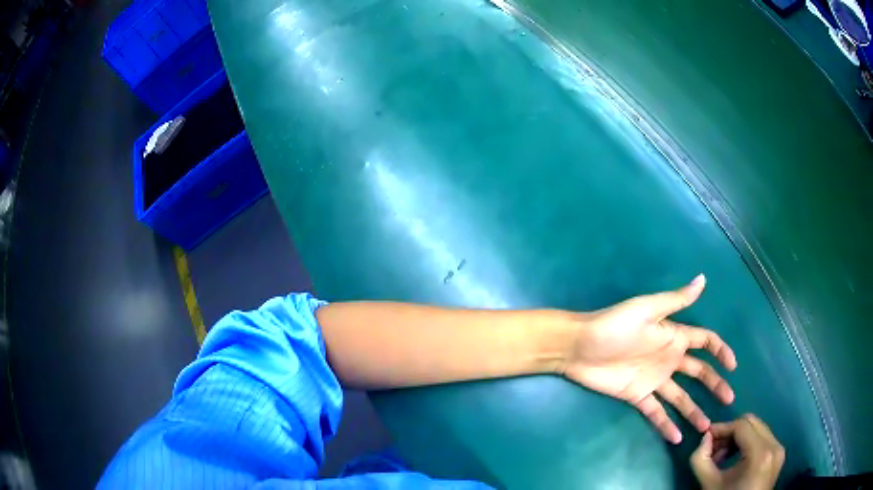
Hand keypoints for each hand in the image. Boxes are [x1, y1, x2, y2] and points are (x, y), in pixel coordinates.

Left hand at [562, 275, 736, 442]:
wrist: (579, 347)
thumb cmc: (614, 325)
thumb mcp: (648, 309)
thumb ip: (677, 300)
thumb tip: (703, 279)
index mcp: (673, 337)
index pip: (705, 342)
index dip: (720, 351)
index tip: (733, 365)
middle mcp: (668, 359)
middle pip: (698, 373)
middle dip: (714, 385)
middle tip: (729, 401)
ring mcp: (653, 380)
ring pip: (680, 398)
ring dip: (693, 411)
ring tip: (706, 427)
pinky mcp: (637, 396)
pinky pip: (656, 412)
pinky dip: (666, 425)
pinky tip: (677, 437)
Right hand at [691, 414, 784, 489]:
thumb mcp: (709, 484)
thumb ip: (701, 459)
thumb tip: (705, 438)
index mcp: (760, 453)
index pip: (741, 426)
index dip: (722, 428)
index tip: (706, 437)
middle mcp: (774, 446)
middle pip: (752, 423)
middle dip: (730, 432)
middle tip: (714, 449)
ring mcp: (779, 449)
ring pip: (758, 429)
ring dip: (739, 438)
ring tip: (723, 457)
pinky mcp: (779, 454)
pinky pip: (763, 438)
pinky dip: (748, 443)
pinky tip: (736, 459)